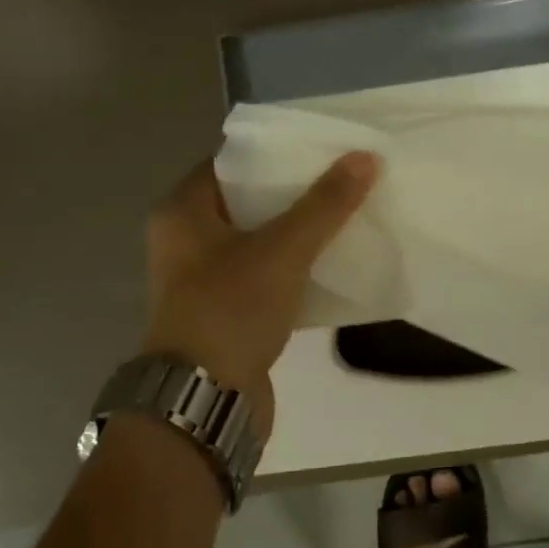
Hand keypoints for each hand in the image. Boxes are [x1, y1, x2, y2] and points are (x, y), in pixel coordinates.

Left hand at [142, 151, 379, 433]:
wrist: (205, 399)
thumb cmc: (231, 309)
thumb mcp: (283, 250)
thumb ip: (324, 204)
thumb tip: (366, 157)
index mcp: (183, 212)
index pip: (230, 162)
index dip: (274, 152)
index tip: (319, 147)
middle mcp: (186, 240)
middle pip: (247, 201)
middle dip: (293, 192)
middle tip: (341, 178)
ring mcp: (204, 279)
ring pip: (258, 240)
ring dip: (297, 231)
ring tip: (344, 214)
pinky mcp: (226, 311)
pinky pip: (264, 275)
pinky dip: (294, 267)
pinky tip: (332, 262)